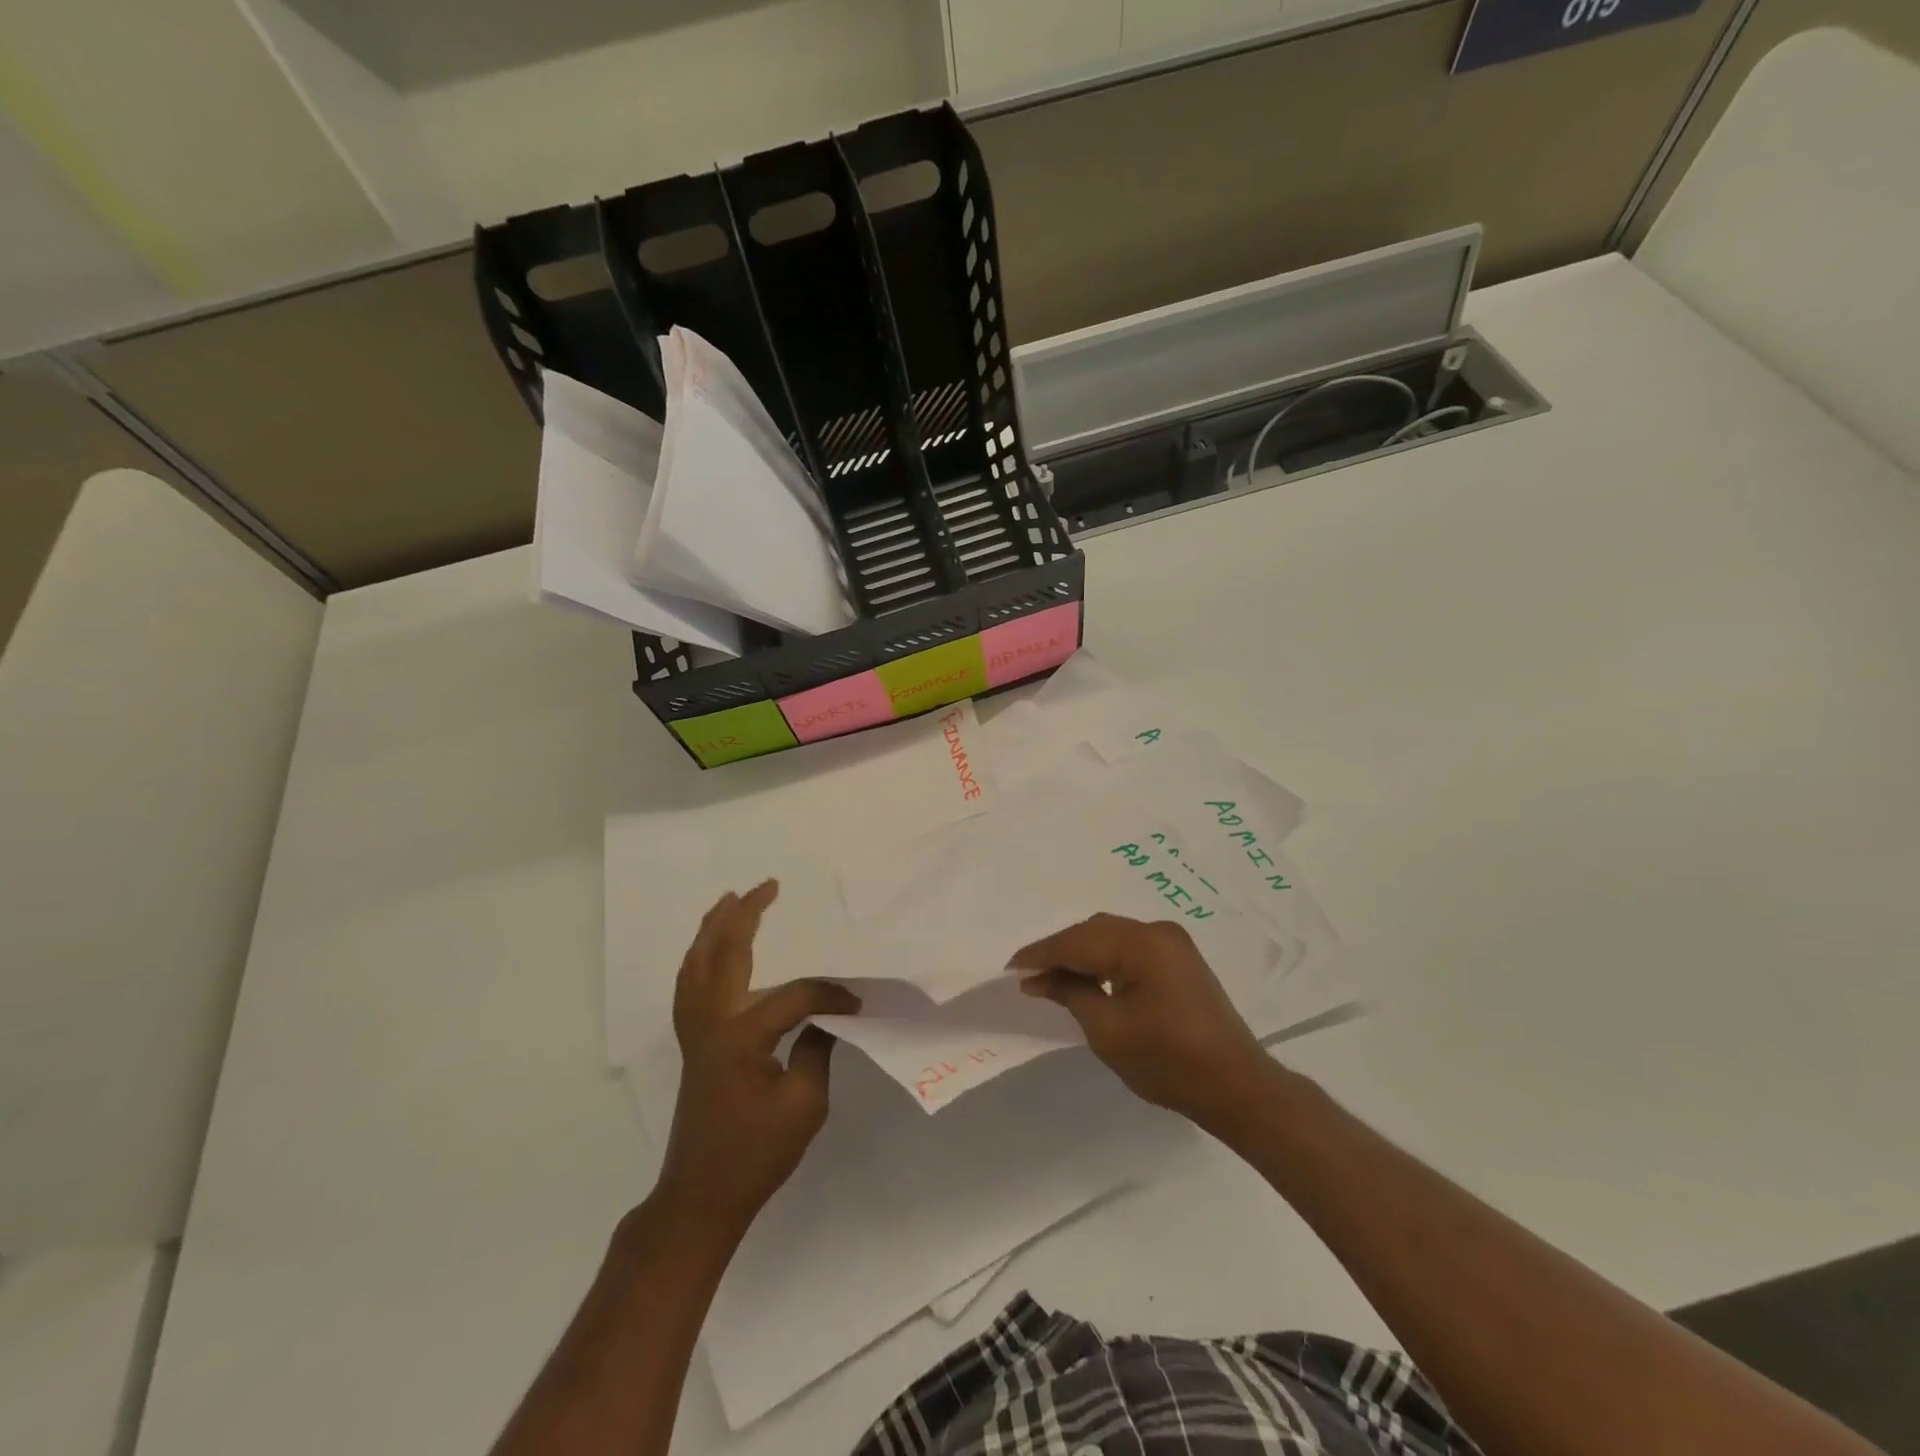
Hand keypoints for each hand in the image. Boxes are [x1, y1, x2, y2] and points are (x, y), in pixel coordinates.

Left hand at [654, 881, 859, 1242]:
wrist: (701, 1196)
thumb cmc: (757, 1154)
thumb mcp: (805, 1104)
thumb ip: (816, 1048)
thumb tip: (825, 1016)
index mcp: (742, 1036)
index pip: (793, 997)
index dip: (829, 996)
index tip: (857, 1006)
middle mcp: (711, 1023)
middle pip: (723, 954)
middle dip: (744, 916)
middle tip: (767, 887)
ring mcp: (695, 1032)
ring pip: (696, 965)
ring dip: (713, 929)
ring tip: (729, 900)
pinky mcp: (691, 1043)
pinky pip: (690, 986)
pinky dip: (699, 958)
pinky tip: (710, 950)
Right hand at [1012, 913, 1276, 1136]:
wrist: (1237, 1086)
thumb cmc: (1168, 1062)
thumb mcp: (1108, 1031)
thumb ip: (1070, 994)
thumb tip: (1037, 978)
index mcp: (1142, 944)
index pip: (1078, 941)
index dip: (1041, 953)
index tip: (1010, 968)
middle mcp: (1158, 932)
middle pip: (1094, 931)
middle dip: (1060, 950)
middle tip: (1029, 974)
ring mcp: (1173, 943)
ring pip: (1111, 936)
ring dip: (1081, 953)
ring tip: (1051, 977)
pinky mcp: (1179, 959)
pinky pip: (1129, 947)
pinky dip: (1104, 959)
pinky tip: (1087, 977)